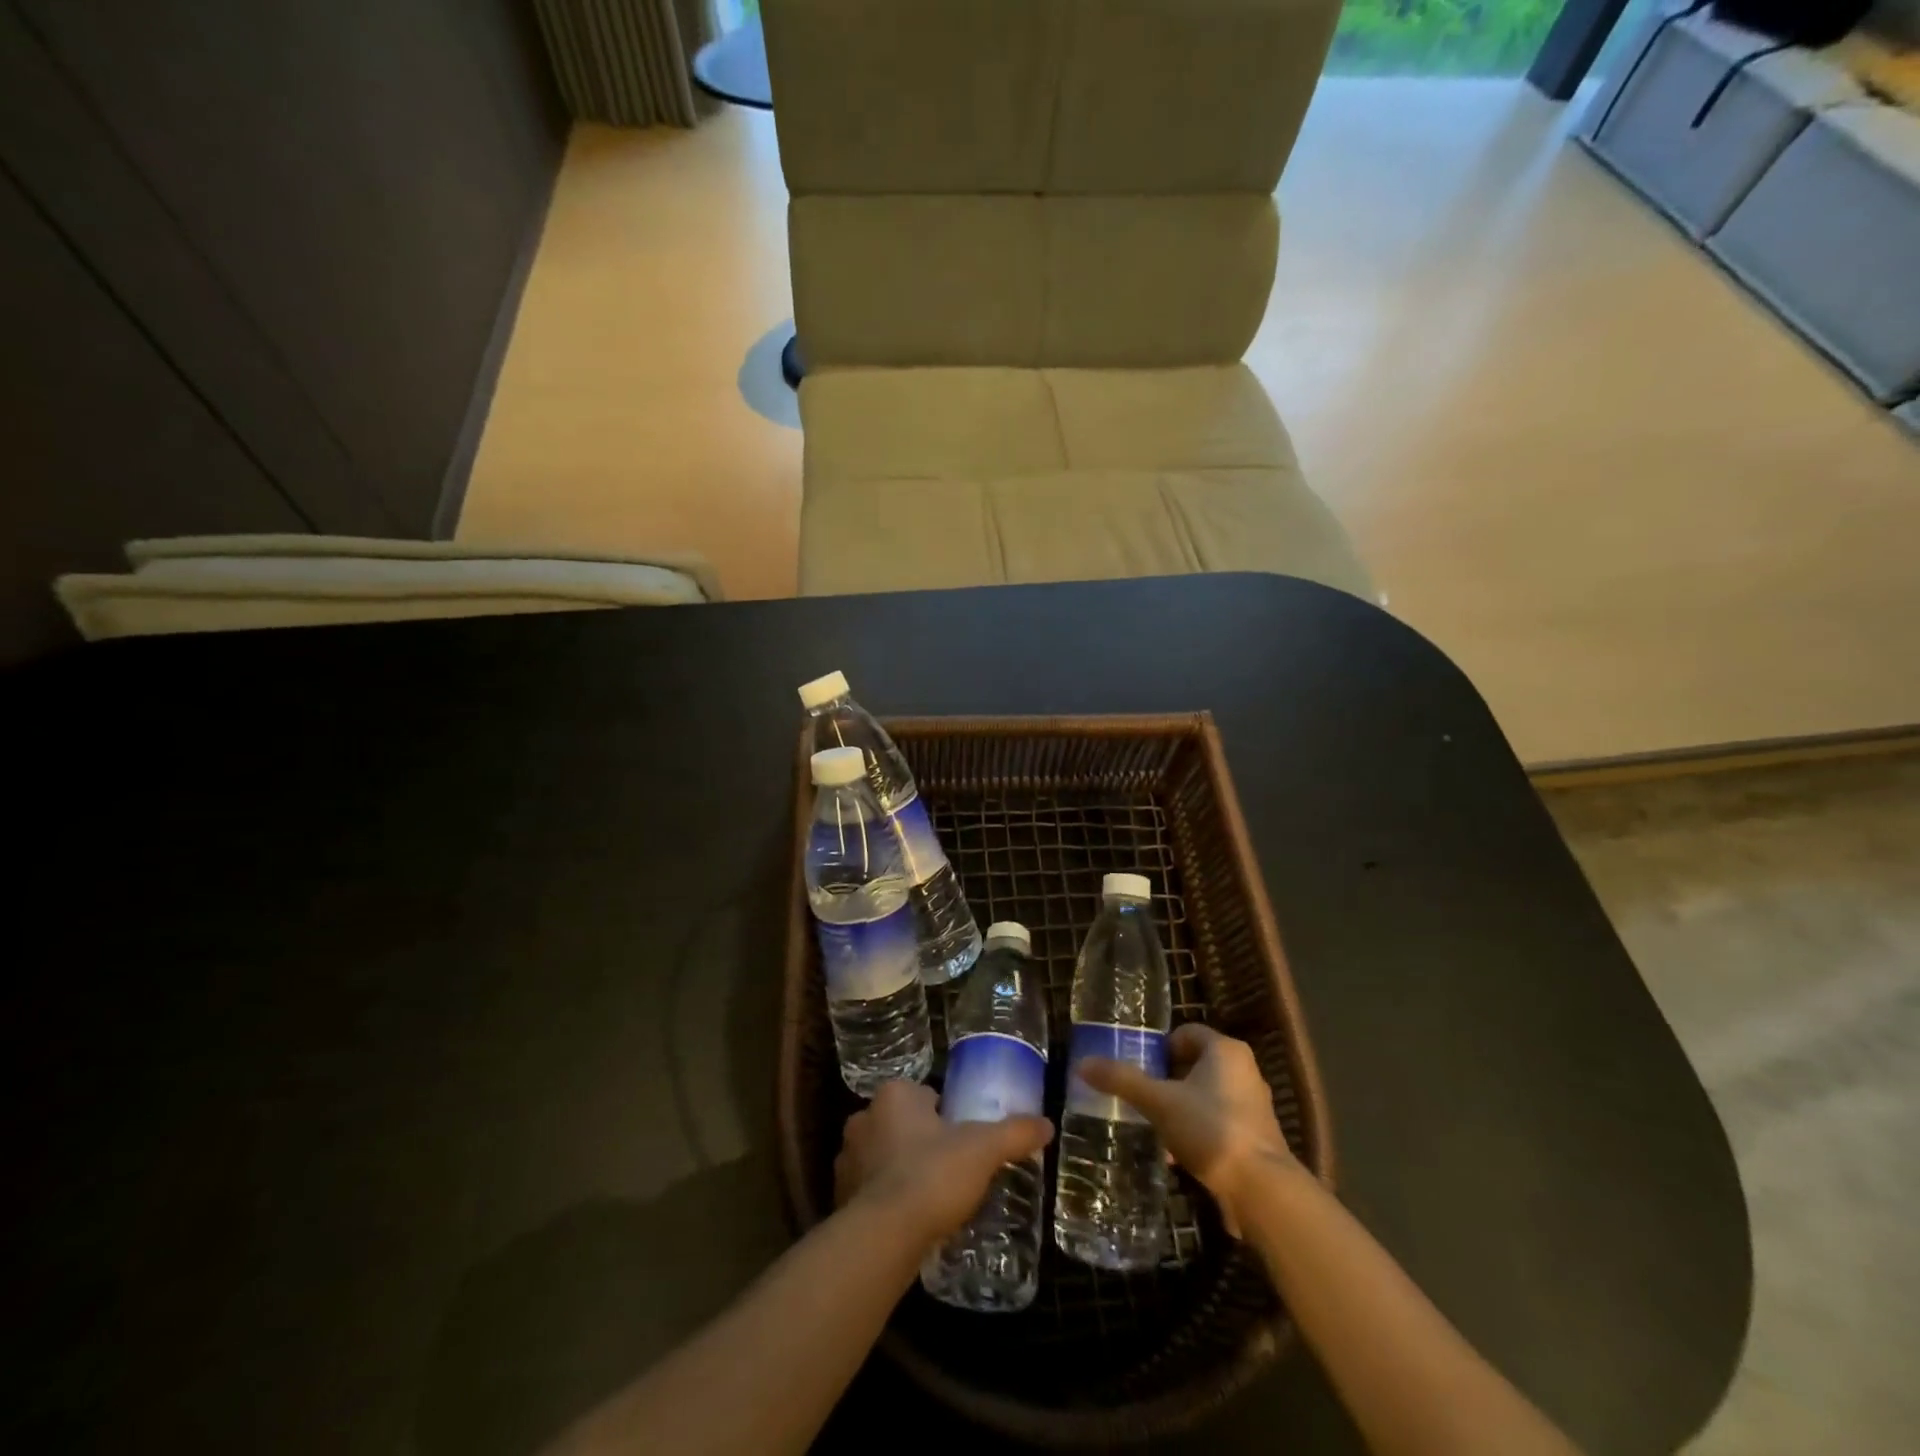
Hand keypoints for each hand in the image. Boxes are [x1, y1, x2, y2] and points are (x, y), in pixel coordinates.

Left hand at [835, 1081, 1052, 1246]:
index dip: (944, 1114)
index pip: (923, 1095)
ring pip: (882, 1156)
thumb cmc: (933, 1175)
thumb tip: (1047, 1125)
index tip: (962, 1138)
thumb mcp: (984, 1149)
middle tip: (950, 1167)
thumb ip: (1014, 1133)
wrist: (885, 1235)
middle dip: (920, 1140)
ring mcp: (847, 1158)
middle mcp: (864, 1118)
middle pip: (901, 1123)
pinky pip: (869, 1190)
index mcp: (895, 1095)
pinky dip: (886, 1199)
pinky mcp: (839, 1197)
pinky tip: (909, 1219)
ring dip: (900, 1169)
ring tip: (931, 1196)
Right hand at [1077, 1024, 1299, 1236]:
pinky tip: (1176, 1154)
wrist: (1262, 1191)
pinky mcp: (1256, 1138)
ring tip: (1154, 1126)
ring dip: (1180, 1107)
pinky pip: (1218, 1122)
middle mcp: (1244, 1071)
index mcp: (1225, 1050)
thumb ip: (1122, 1081)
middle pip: (1195, 1064)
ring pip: (1206, 1096)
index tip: (1140, 1067)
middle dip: (1167, 1080)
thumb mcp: (1159, 1102)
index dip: (1160, 1047)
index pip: (1186, 1032)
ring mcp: (1254, 1106)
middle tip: (1142, 1096)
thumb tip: (1082, 1064)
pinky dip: (1197, 1131)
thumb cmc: (1210, 1130)